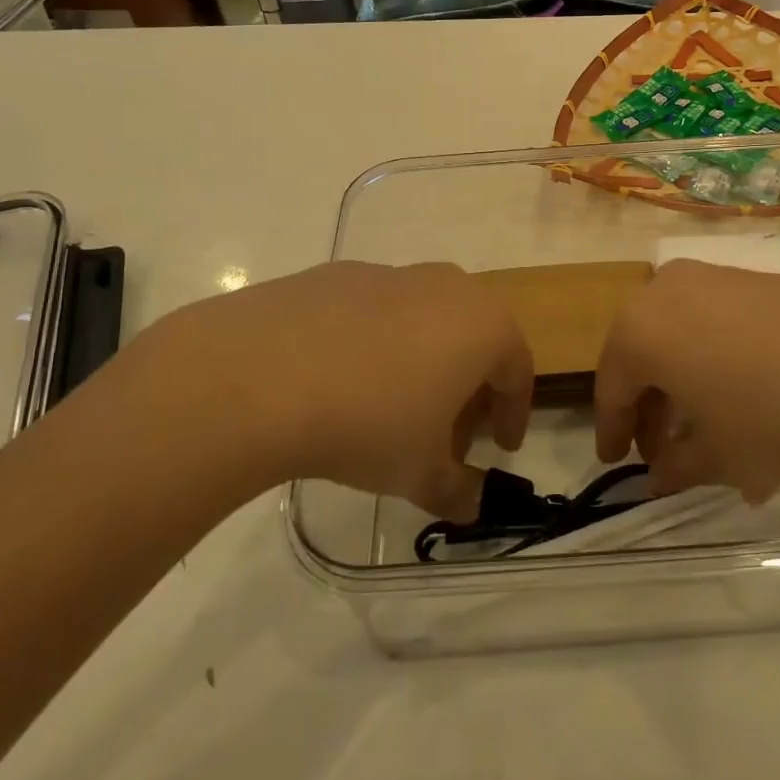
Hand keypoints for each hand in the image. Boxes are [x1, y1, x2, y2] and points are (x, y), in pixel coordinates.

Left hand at [130, 262, 532, 520]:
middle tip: (450, 435)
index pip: (518, 371)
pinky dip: (378, 344)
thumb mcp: (419, 473)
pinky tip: (344, 381)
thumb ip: (456, 491)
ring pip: (427, 320)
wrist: (260, 374)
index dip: (514, 414)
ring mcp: (391, 273)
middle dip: (470, 388)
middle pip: (475, 338)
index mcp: (484, 324)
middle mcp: (447, 286)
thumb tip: (470, 505)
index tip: (502, 448)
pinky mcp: (339, 273)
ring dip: (426, 363)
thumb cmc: (368, 423)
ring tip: (395, 410)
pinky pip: (378, 312)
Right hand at [594, 259, 779, 500]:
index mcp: (640, 330)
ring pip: (679, 337)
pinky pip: (715, 322)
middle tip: (664, 453)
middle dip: (650, 408)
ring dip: (684, 385)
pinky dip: (715, 361)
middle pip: (642, 356)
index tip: (615, 463)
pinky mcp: (755, 276)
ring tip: (711, 434)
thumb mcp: (722, 458)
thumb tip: (660, 473)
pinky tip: (747, 400)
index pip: (612, 388)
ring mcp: (713, 277)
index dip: (613, 432)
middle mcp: (665, 290)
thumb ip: (676, 467)